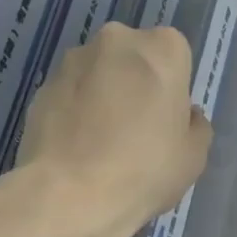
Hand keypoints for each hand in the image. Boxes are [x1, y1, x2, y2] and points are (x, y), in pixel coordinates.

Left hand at [18, 22, 212, 236]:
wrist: (68, 196)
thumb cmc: (145, 169)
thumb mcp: (194, 155)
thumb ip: (194, 125)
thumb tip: (183, 116)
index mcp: (163, 48)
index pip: (175, 56)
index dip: (171, 87)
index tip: (166, 118)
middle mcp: (118, 40)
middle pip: (134, 57)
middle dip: (135, 82)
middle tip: (135, 127)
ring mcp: (74, 60)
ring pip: (98, 72)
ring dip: (102, 93)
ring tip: (100, 141)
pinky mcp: (41, 86)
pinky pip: (70, 93)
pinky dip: (74, 110)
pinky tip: (76, 147)